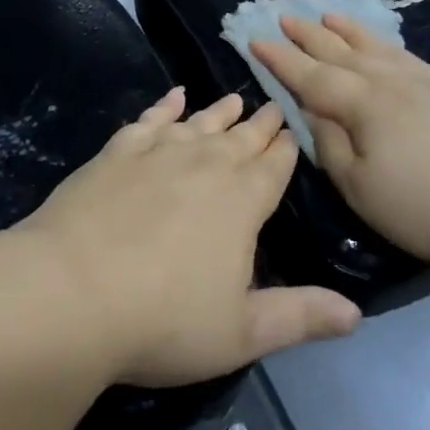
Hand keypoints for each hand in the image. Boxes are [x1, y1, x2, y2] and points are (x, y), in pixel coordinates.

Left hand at [15, 88, 361, 387]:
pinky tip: (173, 96)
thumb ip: (300, 316)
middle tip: (273, 105)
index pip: (274, 167)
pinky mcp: (118, 151)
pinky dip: (164, 105)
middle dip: (260, 124)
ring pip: (200, 122)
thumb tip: (357, 313)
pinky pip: (150, 119)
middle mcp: (206, 164)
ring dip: (220, 111)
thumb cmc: (164, 320)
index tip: (293, 130)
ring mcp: (159, 151)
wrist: (73, 290)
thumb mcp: (242, 332)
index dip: (286, 149)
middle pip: (241, 138)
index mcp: (243, 201)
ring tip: (235, 98)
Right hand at [251, 14, 429, 278]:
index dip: (280, 58)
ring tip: (327, 14)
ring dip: (345, 30)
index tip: (254, 39)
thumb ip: (329, 145)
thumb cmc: (425, 207)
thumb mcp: (361, 188)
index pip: (310, 75)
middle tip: (283, 16)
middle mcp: (388, 80)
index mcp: (362, 104)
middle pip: (339, 51)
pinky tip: (379, 44)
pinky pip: (402, 53)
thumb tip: (314, 112)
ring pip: (373, 46)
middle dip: (307, 34)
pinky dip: (381, 42)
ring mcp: (422, 81)